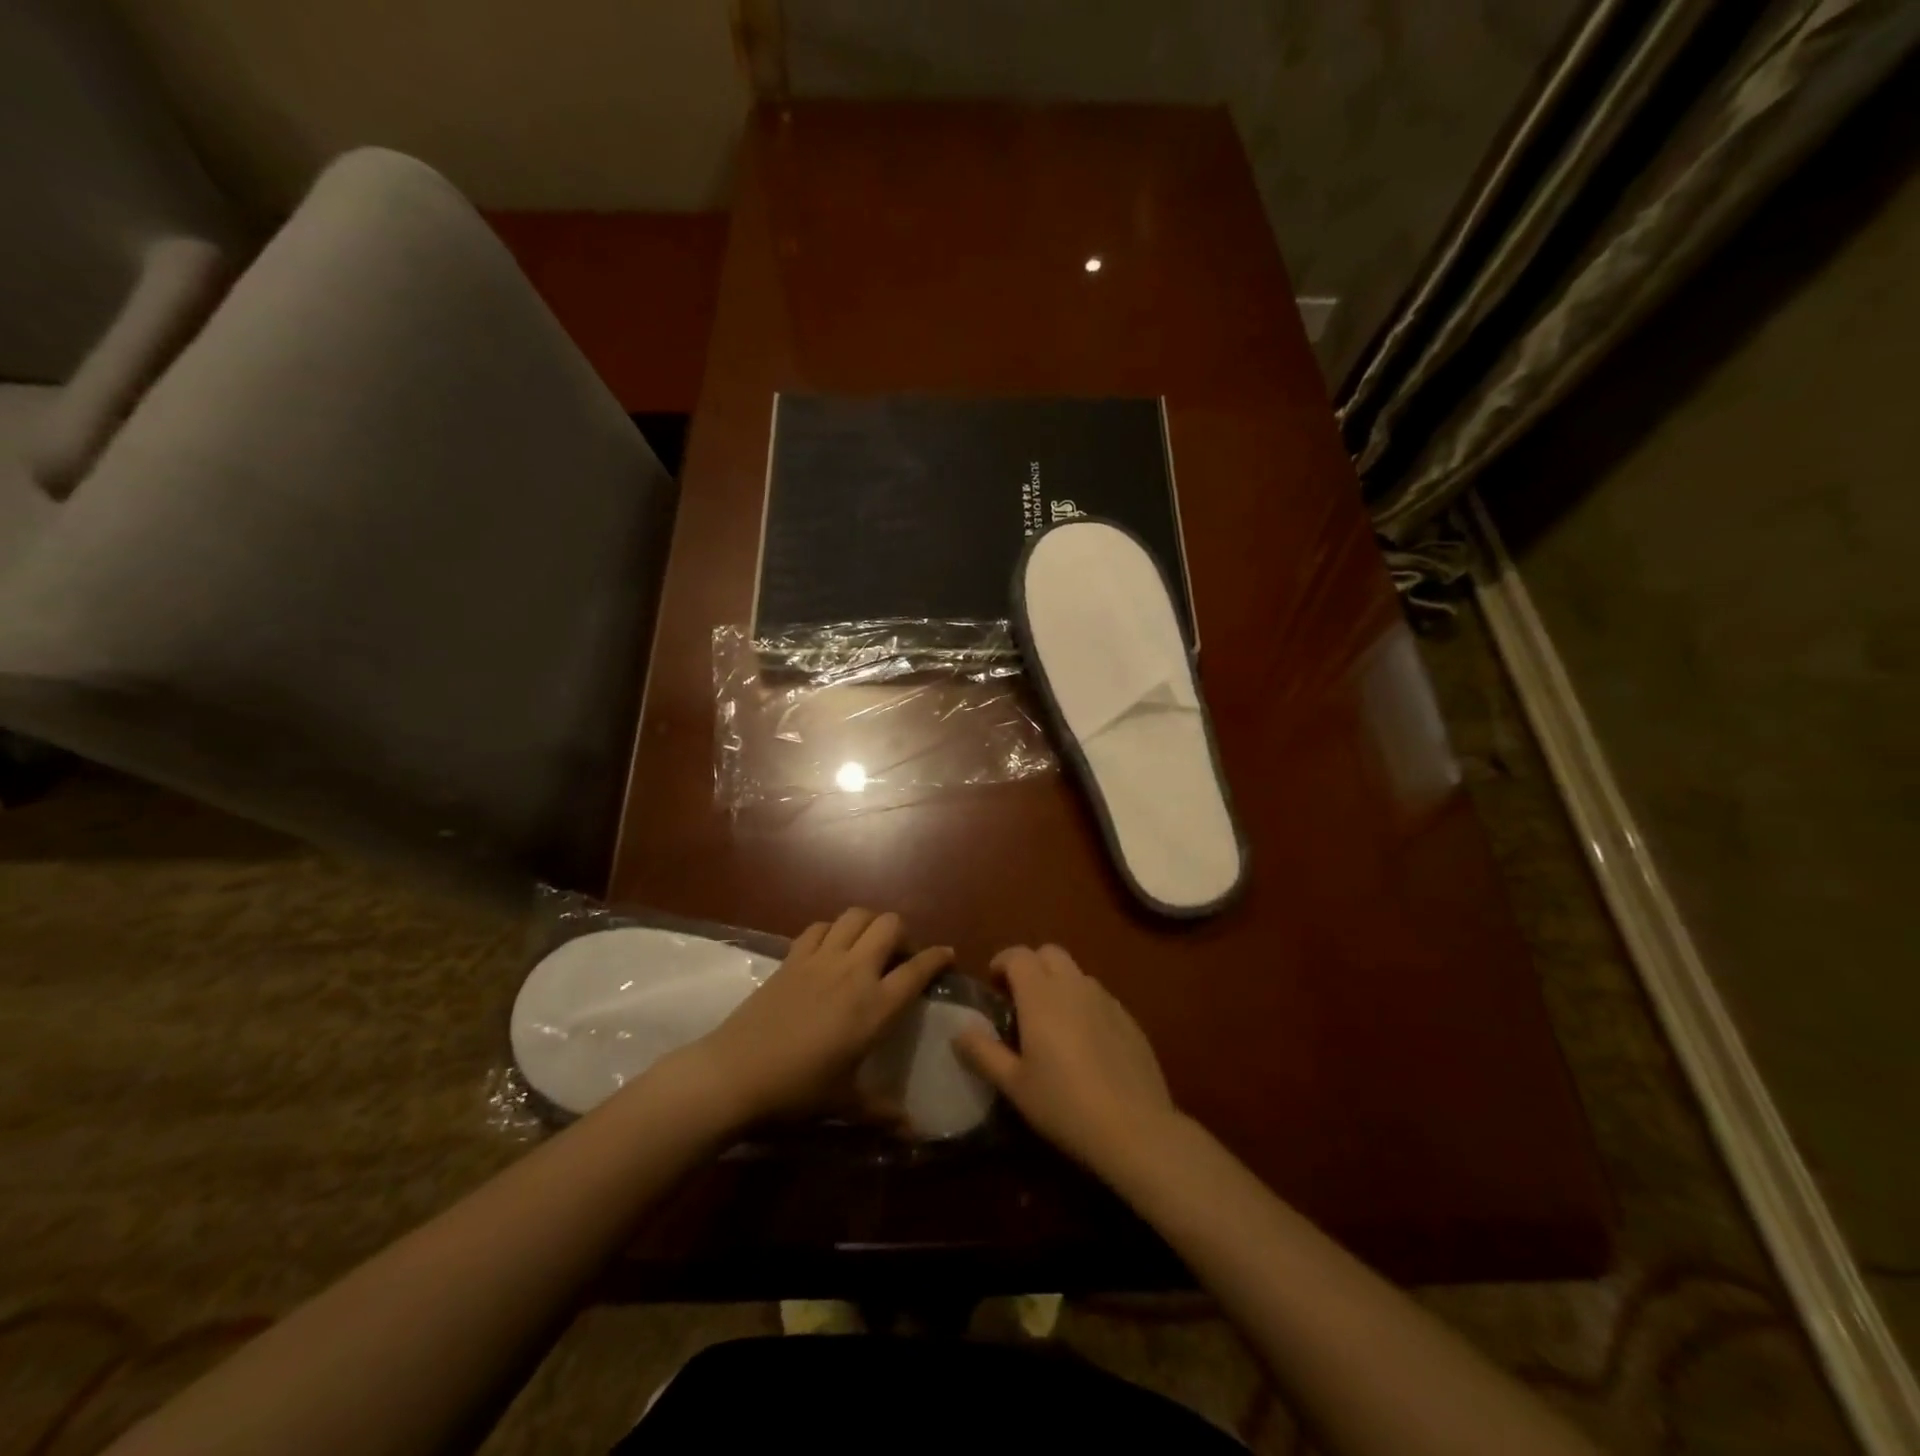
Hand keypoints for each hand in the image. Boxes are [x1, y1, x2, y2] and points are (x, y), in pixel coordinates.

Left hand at [670, 908, 951, 1129]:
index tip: (947, 956)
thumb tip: (913, 1131)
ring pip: (855, 915)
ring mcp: (821, 959)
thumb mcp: (845, 1106)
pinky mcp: (792, 957)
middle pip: (890, 925)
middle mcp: (854, 971)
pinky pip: (819, 927)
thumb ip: (882, 1113)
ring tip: (868, 946)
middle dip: (903, 933)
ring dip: (869, 924)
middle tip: (900, 957)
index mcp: (876, 1006)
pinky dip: (832, 930)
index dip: (938, 958)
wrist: (736, 1074)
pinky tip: (830, 949)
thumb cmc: (798, 1092)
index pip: (918, 969)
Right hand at [954, 944, 1180, 1176]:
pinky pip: (1099, 997)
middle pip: (1050, 953)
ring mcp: (1106, 1000)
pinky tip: (1084, 1042)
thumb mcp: (1014, 1084)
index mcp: (1041, 995)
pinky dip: (1084, 1004)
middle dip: (1031, 965)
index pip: (1018, 955)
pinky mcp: (1129, 1019)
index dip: (1002, 962)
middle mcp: (1074, 986)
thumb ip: (983, 1053)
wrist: (1135, 1127)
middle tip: (1020, 998)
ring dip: (1059, 984)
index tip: (993, 984)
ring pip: (1077, 974)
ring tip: (1051, 1021)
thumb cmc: (1064, 1104)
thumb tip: (959, 1033)